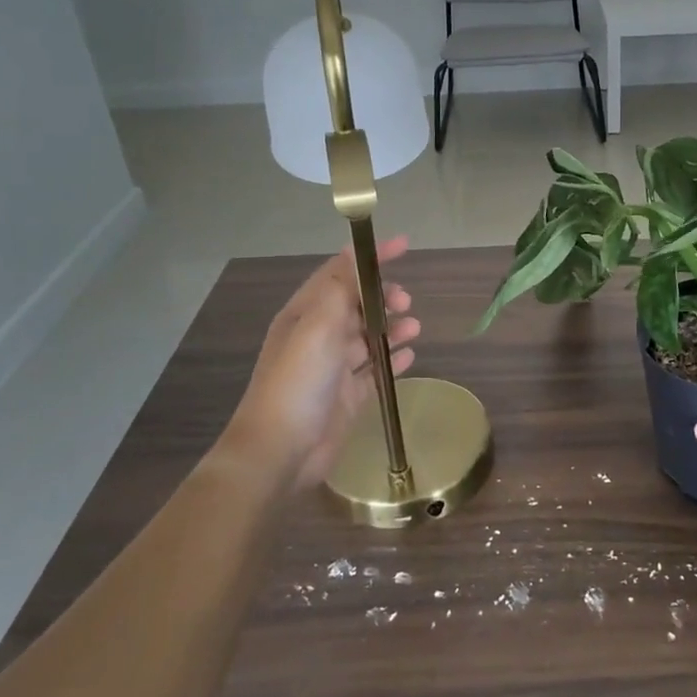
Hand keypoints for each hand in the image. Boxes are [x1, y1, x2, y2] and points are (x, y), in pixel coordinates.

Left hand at [223, 235, 419, 493]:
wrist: (281, 450)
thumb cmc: (297, 381)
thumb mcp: (317, 325)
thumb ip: (339, 288)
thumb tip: (354, 254)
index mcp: (305, 315)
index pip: (340, 273)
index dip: (369, 258)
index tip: (404, 246)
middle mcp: (318, 337)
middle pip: (356, 305)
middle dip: (383, 296)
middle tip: (406, 301)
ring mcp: (333, 369)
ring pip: (368, 337)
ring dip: (392, 327)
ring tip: (415, 327)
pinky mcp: (347, 397)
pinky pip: (374, 370)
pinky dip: (393, 359)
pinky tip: (410, 356)